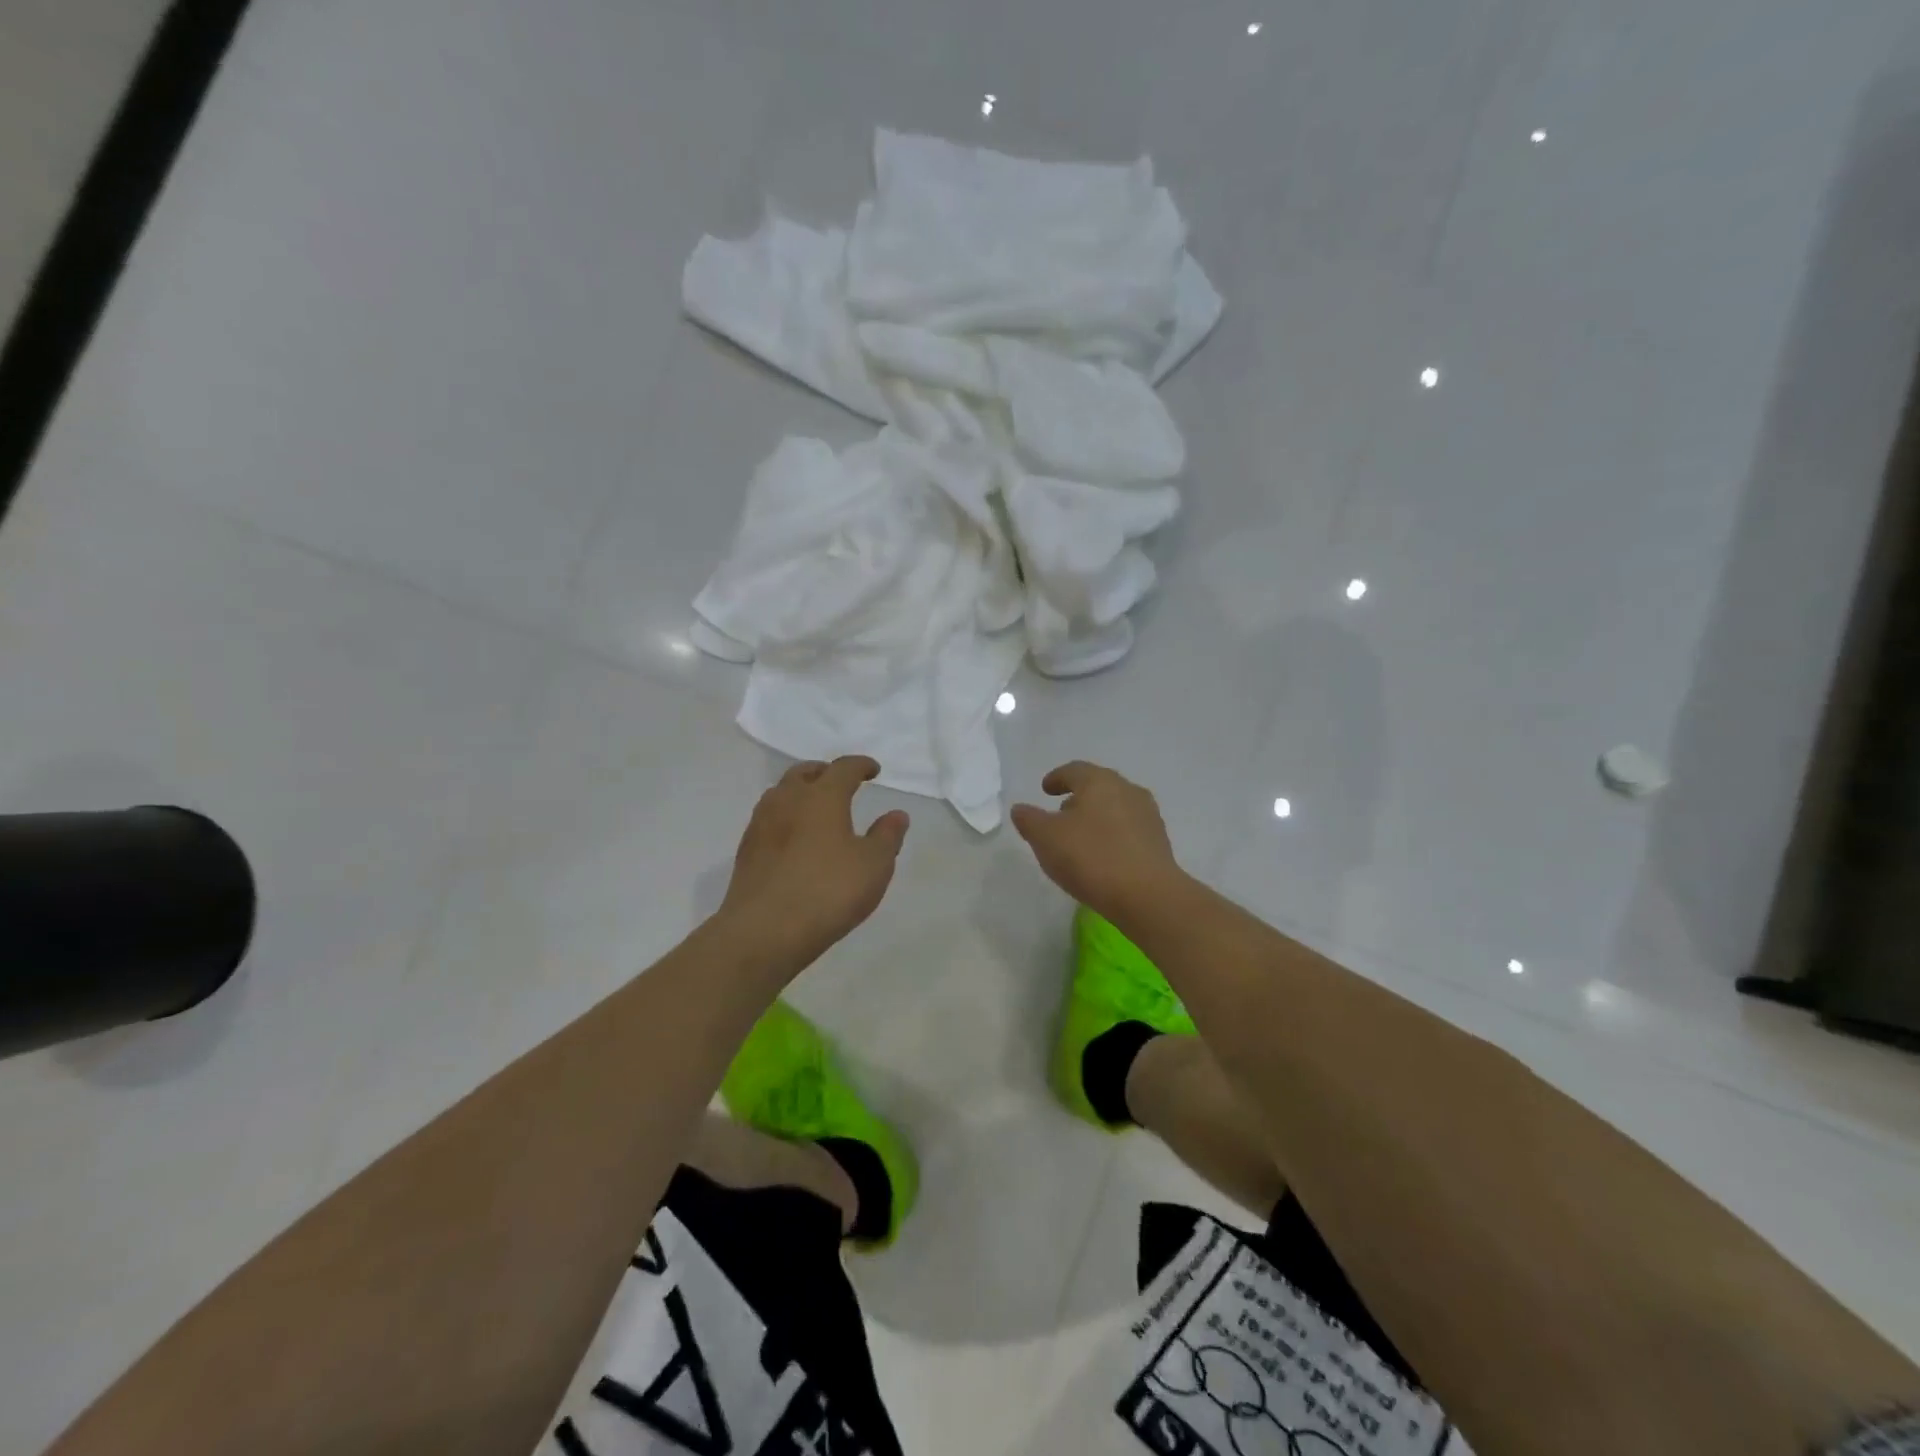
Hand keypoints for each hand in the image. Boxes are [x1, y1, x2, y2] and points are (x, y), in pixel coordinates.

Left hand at [719, 756, 909, 973]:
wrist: (764, 931)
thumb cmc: (828, 892)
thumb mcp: (874, 866)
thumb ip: (887, 836)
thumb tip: (896, 814)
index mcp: (822, 797)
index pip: (843, 768)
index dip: (861, 765)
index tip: (873, 771)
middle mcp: (788, 800)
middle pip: (805, 772)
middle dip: (825, 772)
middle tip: (840, 782)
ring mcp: (761, 824)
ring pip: (781, 793)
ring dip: (800, 792)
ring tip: (815, 807)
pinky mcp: (746, 850)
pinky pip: (768, 818)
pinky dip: (785, 816)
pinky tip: (793, 838)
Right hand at [1011, 761, 1183, 920]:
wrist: (1147, 895)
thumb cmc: (1091, 857)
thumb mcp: (1046, 838)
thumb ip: (1030, 820)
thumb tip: (1021, 809)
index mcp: (1099, 781)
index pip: (1074, 770)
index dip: (1057, 778)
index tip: (1046, 789)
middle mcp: (1127, 790)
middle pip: (1098, 786)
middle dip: (1078, 797)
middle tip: (1061, 812)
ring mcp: (1147, 816)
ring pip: (1115, 808)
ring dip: (1096, 817)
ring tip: (1080, 837)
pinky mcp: (1159, 842)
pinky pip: (1128, 830)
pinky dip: (1112, 835)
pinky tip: (1103, 855)